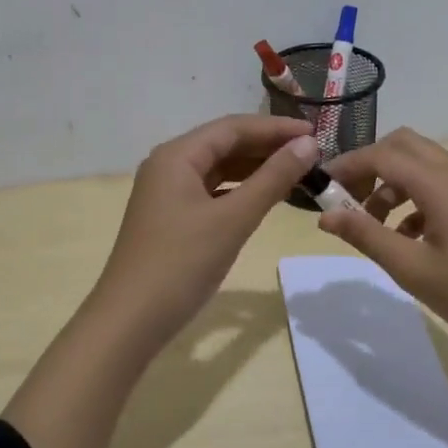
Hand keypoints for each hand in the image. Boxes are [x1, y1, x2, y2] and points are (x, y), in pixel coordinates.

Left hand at [90, 114, 320, 348]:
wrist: (131, 320)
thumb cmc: (182, 263)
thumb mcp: (233, 219)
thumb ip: (272, 179)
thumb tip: (307, 144)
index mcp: (177, 155)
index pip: (232, 127)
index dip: (275, 128)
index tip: (316, 133)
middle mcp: (168, 165)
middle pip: (224, 144)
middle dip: (266, 147)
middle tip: (311, 154)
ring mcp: (166, 192)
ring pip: (218, 169)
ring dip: (254, 169)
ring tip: (295, 173)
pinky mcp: (170, 217)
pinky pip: (210, 191)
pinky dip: (239, 191)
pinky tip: (263, 198)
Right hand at [318, 128, 447, 358]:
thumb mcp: (411, 268)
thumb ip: (365, 236)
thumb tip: (325, 216)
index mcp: (440, 182)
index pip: (381, 154)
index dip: (346, 166)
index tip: (320, 189)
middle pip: (402, 146)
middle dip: (368, 166)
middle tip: (347, 201)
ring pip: (420, 164)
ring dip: (390, 184)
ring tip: (372, 226)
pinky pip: (437, 184)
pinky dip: (412, 198)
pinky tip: (406, 237)